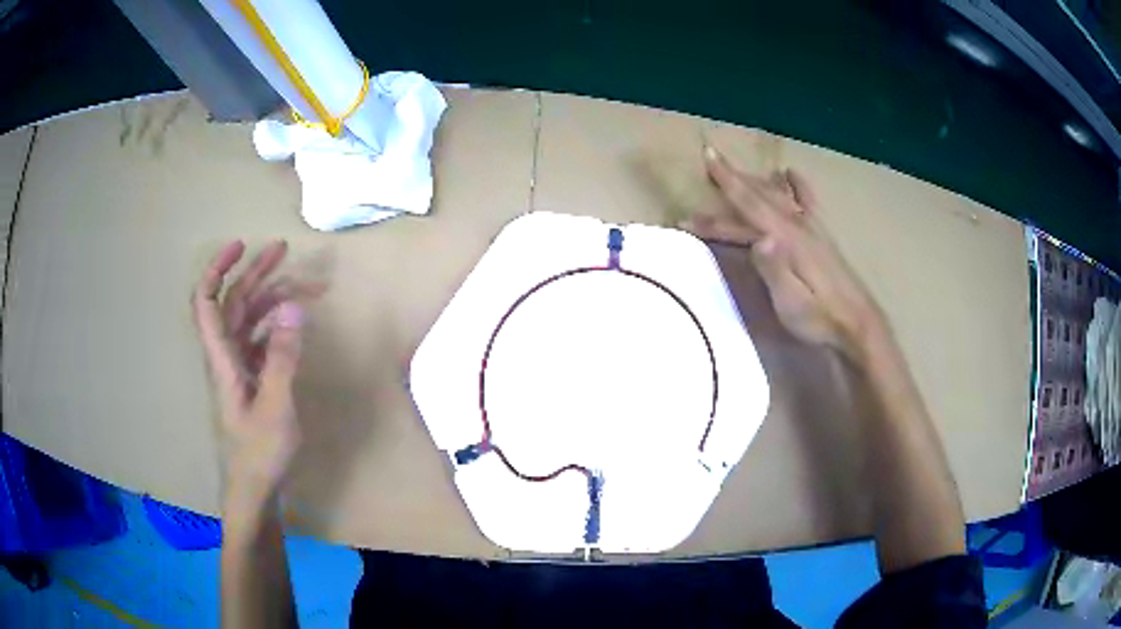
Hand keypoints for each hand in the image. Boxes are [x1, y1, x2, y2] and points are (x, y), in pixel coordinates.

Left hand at [192, 240, 319, 507]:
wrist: (255, 490)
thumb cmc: (259, 453)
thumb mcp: (275, 406)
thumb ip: (282, 356)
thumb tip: (292, 305)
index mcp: (222, 358)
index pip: (207, 301)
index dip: (218, 269)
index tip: (242, 246)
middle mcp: (226, 356)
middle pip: (232, 302)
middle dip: (255, 273)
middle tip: (284, 251)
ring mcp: (239, 368)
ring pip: (249, 319)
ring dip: (271, 298)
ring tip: (303, 285)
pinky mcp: (252, 380)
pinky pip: (260, 340)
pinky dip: (276, 324)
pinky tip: (295, 323)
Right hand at [682, 147, 885, 361]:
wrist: (858, 324)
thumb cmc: (820, 319)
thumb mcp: (792, 304)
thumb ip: (775, 271)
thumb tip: (758, 239)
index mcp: (787, 239)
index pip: (750, 206)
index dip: (726, 183)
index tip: (707, 157)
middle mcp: (798, 225)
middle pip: (759, 196)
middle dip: (733, 177)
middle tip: (711, 156)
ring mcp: (812, 228)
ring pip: (779, 195)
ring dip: (755, 180)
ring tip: (737, 169)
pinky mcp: (822, 236)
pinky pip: (807, 201)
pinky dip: (797, 185)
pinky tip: (790, 173)